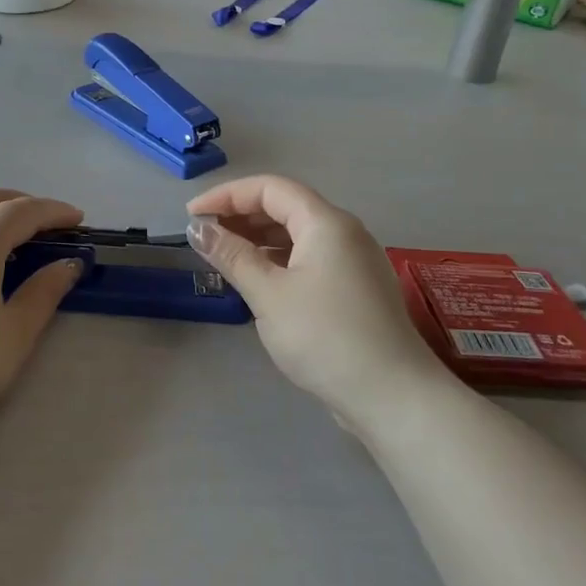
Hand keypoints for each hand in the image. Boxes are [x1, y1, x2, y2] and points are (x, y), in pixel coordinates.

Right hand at [186, 175, 446, 420]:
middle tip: (204, 236)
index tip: (192, 216)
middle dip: (241, 215)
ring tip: (224, 257)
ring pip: (298, 234)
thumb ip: (231, 255)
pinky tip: (258, 280)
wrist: (392, 396)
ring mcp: (354, 261)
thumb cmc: (325, 337)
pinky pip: (309, 258)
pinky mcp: (355, 289)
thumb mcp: (268, 294)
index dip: (226, 196)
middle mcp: (344, 232)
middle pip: (286, 206)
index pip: (269, 188)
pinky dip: (278, 260)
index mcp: (326, 223)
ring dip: (258, 239)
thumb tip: (197, 229)